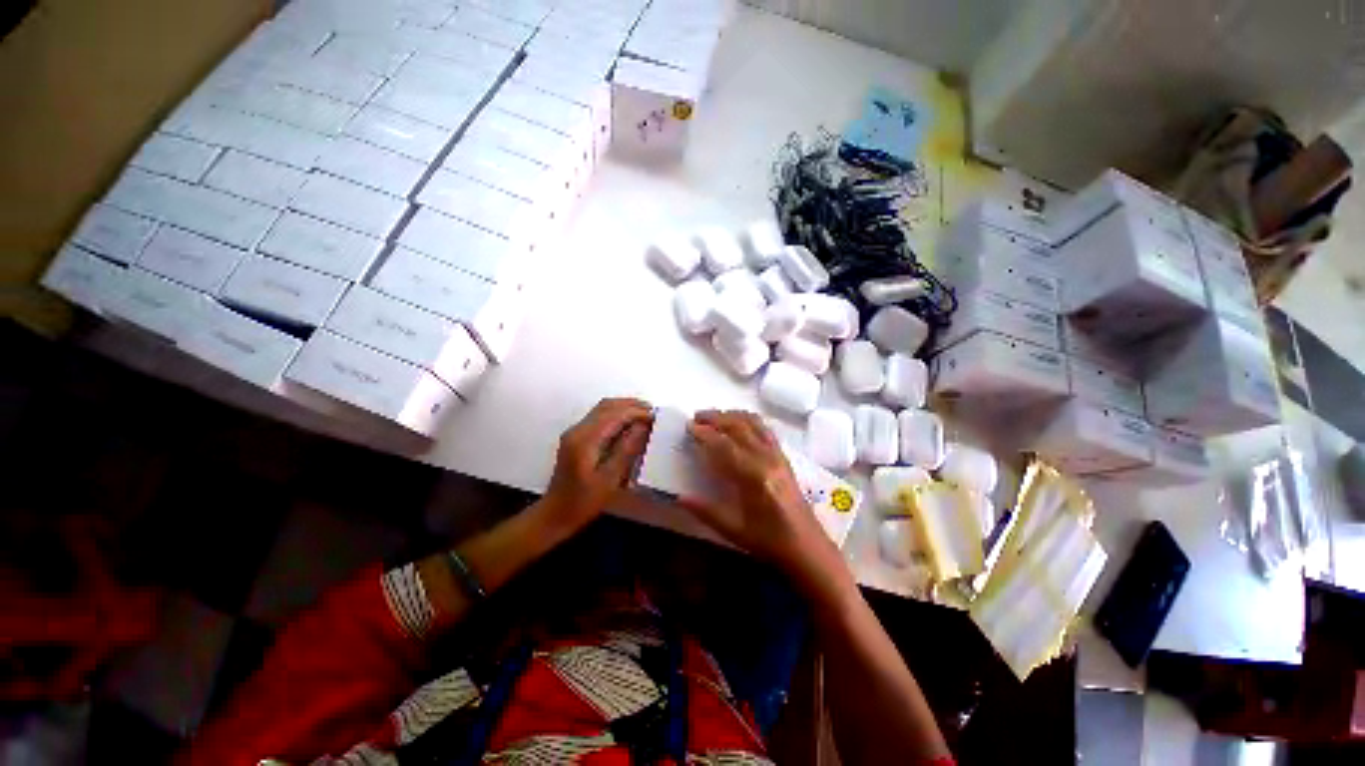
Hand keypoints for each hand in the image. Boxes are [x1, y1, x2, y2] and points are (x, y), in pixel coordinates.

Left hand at [544, 398, 653, 531]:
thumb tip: (643, 426)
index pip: (614, 414)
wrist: (555, 514)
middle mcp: (577, 430)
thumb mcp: (610, 479)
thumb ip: (626, 449)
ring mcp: (575, 432)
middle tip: (653, 412)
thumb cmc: (584, 502)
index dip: (636, 412)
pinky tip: (629, 424)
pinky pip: (599, 417)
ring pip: (602, 409)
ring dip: (624, 408)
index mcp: (585, 440)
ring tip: (644, 415)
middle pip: (607, 406)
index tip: (655, 417)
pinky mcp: (576, 437)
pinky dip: (616, 415)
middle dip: (631, 405)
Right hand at [681, 410, 841, 580]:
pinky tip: (739, 423)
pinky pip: (765, 429)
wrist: (807, 547)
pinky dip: (749, 420)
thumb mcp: (734, 530)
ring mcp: (777, 455)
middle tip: (696, 417)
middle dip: (715, 418)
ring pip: (753, 423)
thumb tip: (679, 497)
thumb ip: (706, 511)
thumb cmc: (769, 541)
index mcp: (753, 477)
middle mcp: (767, 459)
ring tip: (714, 416)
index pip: (724, 445)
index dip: (705, 433)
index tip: (689, 427)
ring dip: (732, 415)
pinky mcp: (784, 456)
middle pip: (739, 427)